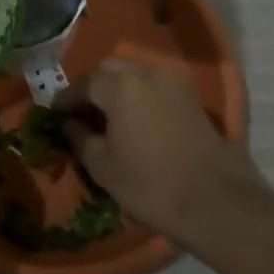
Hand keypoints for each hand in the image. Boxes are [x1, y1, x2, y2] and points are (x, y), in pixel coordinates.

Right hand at [60, 56, 272, 248]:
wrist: (218, 204)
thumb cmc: (152, 185)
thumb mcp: (103, 167)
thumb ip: (80, 138)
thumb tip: (69, 124)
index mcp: (119, 85)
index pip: (83, 83)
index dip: (66, 99)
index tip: (55, 114)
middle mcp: (145, 72)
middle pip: (109, 69)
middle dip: (91, 86)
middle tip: (81, 112)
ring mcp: (172, 82)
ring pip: (134, 73)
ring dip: (116, 87)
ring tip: (107, 115)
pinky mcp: (191, 97)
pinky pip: (154, 85)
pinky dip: (139, 94)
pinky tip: (135, 119)